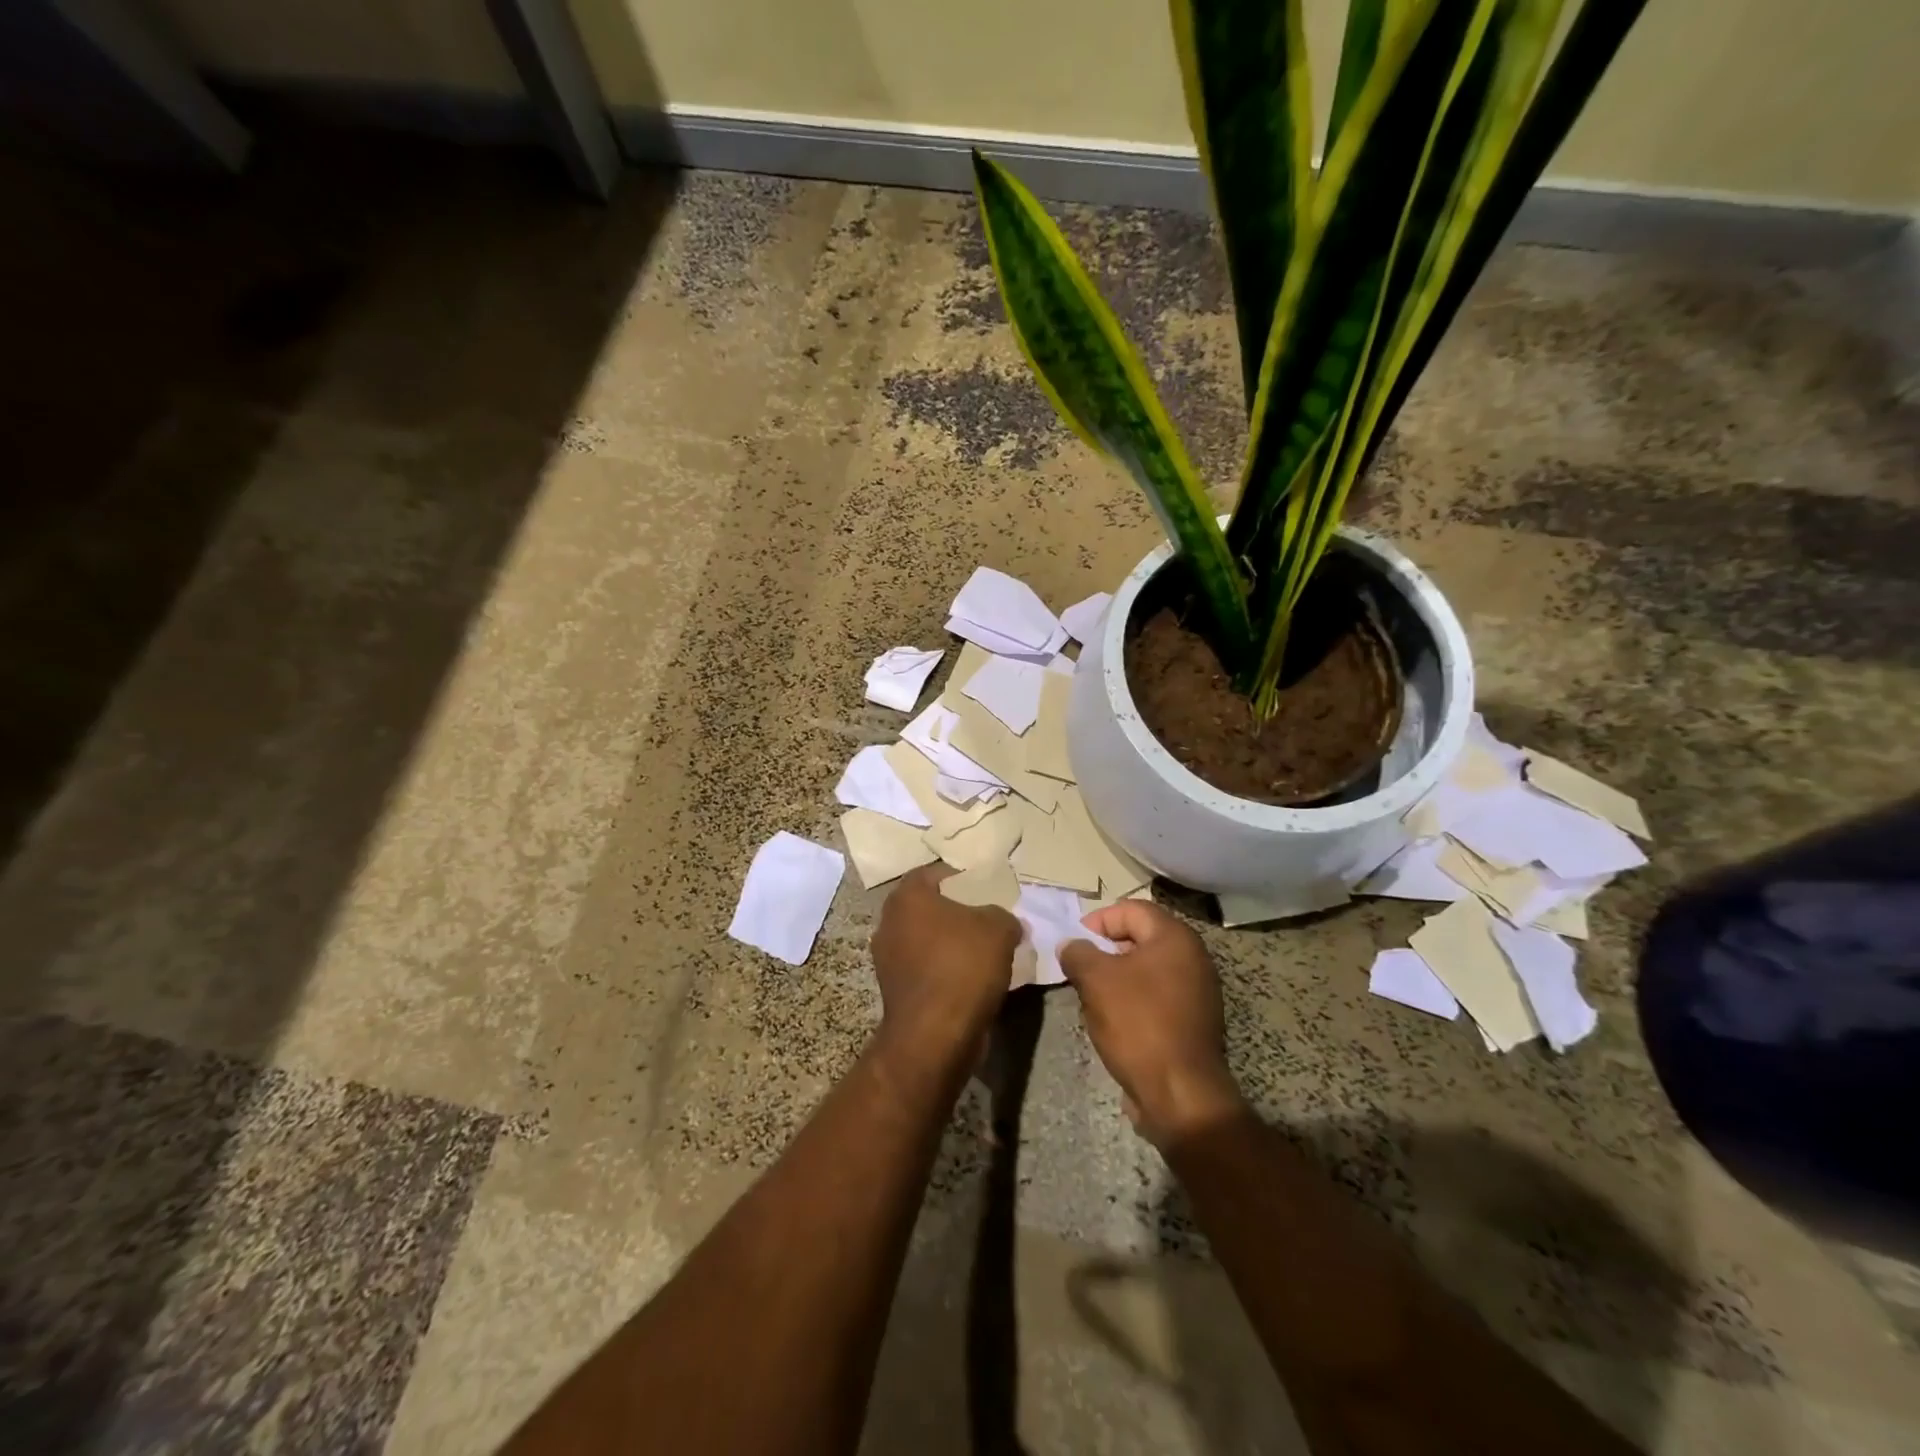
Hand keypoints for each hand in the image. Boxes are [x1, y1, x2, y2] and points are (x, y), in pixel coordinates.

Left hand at [870, 865, 1020, 1070]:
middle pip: (926, 907)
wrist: (935, 1034)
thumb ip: (1003, 916)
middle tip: (985, 918)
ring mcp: (886, 959)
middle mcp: (889, 923)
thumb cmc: (963, 966)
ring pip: (924, 940)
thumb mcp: (999, 928)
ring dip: (948, 944)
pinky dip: (943, 970)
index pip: (931, 873)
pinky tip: (970, 979)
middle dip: (954, 912)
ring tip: (983, 951)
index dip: (959, 878)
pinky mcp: (894, 991)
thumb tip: (1006, 922)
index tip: (983, 888)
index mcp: (907, 898)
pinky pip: (924, 969)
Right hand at [1059, 900, 1245, 1145]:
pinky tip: (1114, 1020)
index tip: (1074, 942)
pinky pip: (1158, 996)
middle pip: (1141, 938)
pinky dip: (1134, 999)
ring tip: (1092, 996)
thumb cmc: (1138, 1023)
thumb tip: (1071, 945)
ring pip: (1148, 969)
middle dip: (1106, 950)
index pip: (1132, 909)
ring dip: (1118, 977)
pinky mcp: (1195, 1021)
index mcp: (1175, 938)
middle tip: (1080, 968)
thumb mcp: (1096, 980)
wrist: (1180, 1094)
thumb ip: (1078, 953)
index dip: (1098, 920)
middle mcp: (1193, 957)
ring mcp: (1198, 991)